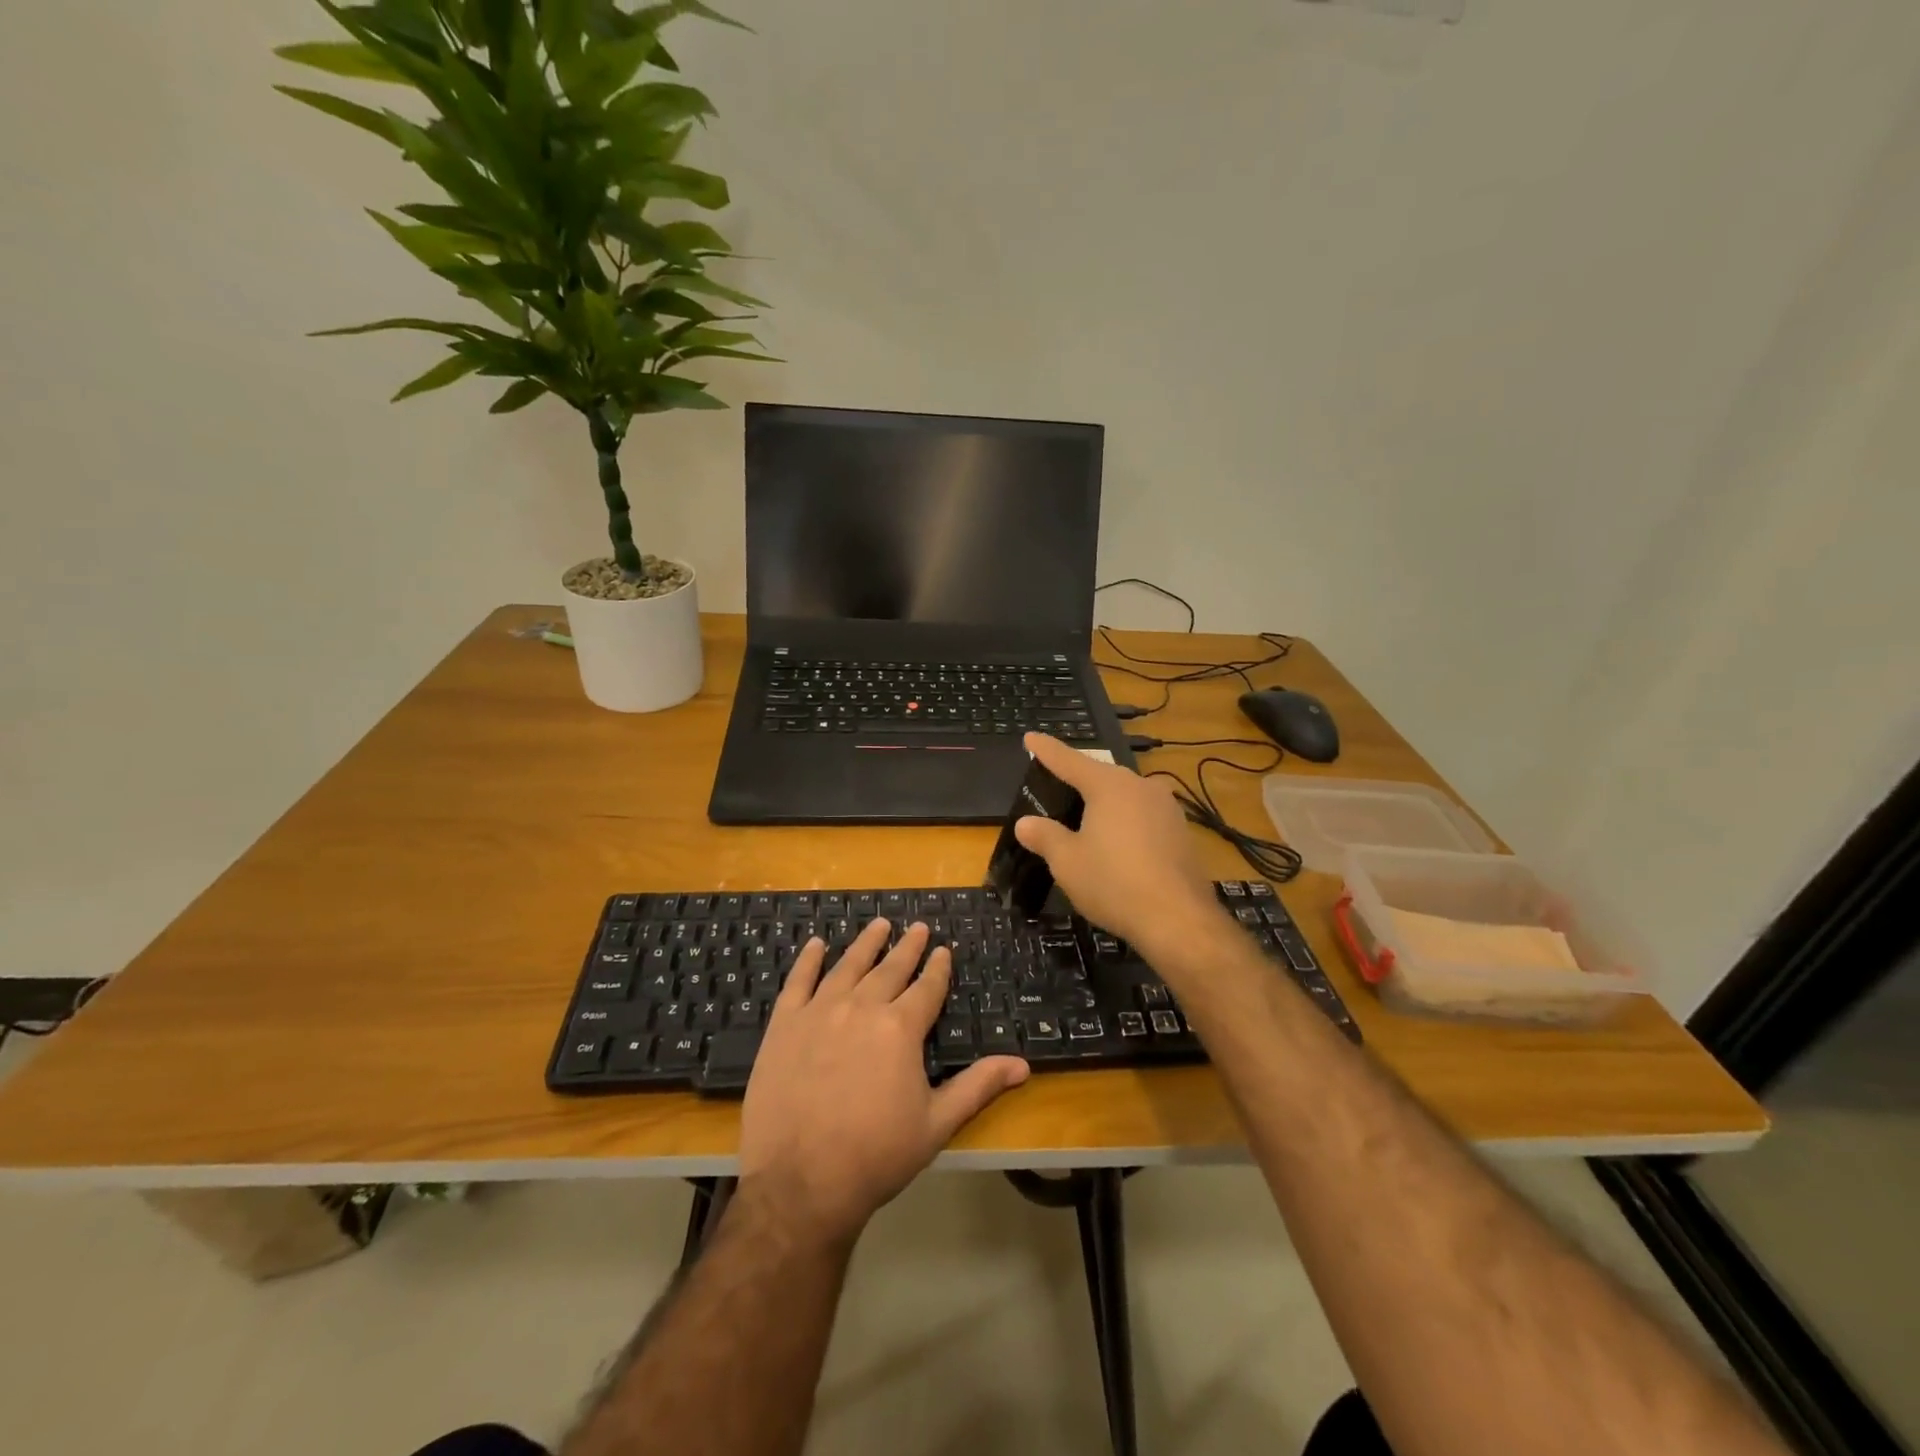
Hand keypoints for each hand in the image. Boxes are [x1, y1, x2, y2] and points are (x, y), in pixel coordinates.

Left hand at [738, 919, 1029, 1247]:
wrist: (800, 1183)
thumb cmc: (876, 1156)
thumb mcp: (936, 1124)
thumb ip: (978, 1086)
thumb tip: (1023, 1065)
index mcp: (900, 1028)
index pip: (926, 988)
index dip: (937, 968)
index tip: (943, 950)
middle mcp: (862, 1008)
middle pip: (890, 969)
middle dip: (907, 947)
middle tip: (917, 927)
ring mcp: (819, 1012)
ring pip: (848, 966)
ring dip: (866, 943)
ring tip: (879, 924)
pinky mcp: (784, 1025)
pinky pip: (798, 981)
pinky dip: (809, 960)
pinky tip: (816, 944)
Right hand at [1014, 732, 1220, 955]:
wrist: (1179, 920)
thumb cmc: (1114, 883)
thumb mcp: (1067, 861)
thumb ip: (1044, 836)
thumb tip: (1025, 823)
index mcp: (1109, 785)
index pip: (1069, 760)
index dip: (1046, 750)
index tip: (1030, 736)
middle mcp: (1141, 786)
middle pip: (1101, 776)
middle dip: (1077, 778)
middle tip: (1056, 783)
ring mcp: (1167, 808)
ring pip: (1126, 796)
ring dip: (1104, 803)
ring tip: (1085, 818)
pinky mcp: (1181, 833)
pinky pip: (1143, 817)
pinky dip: (1125, 823)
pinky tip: (1117, 844)